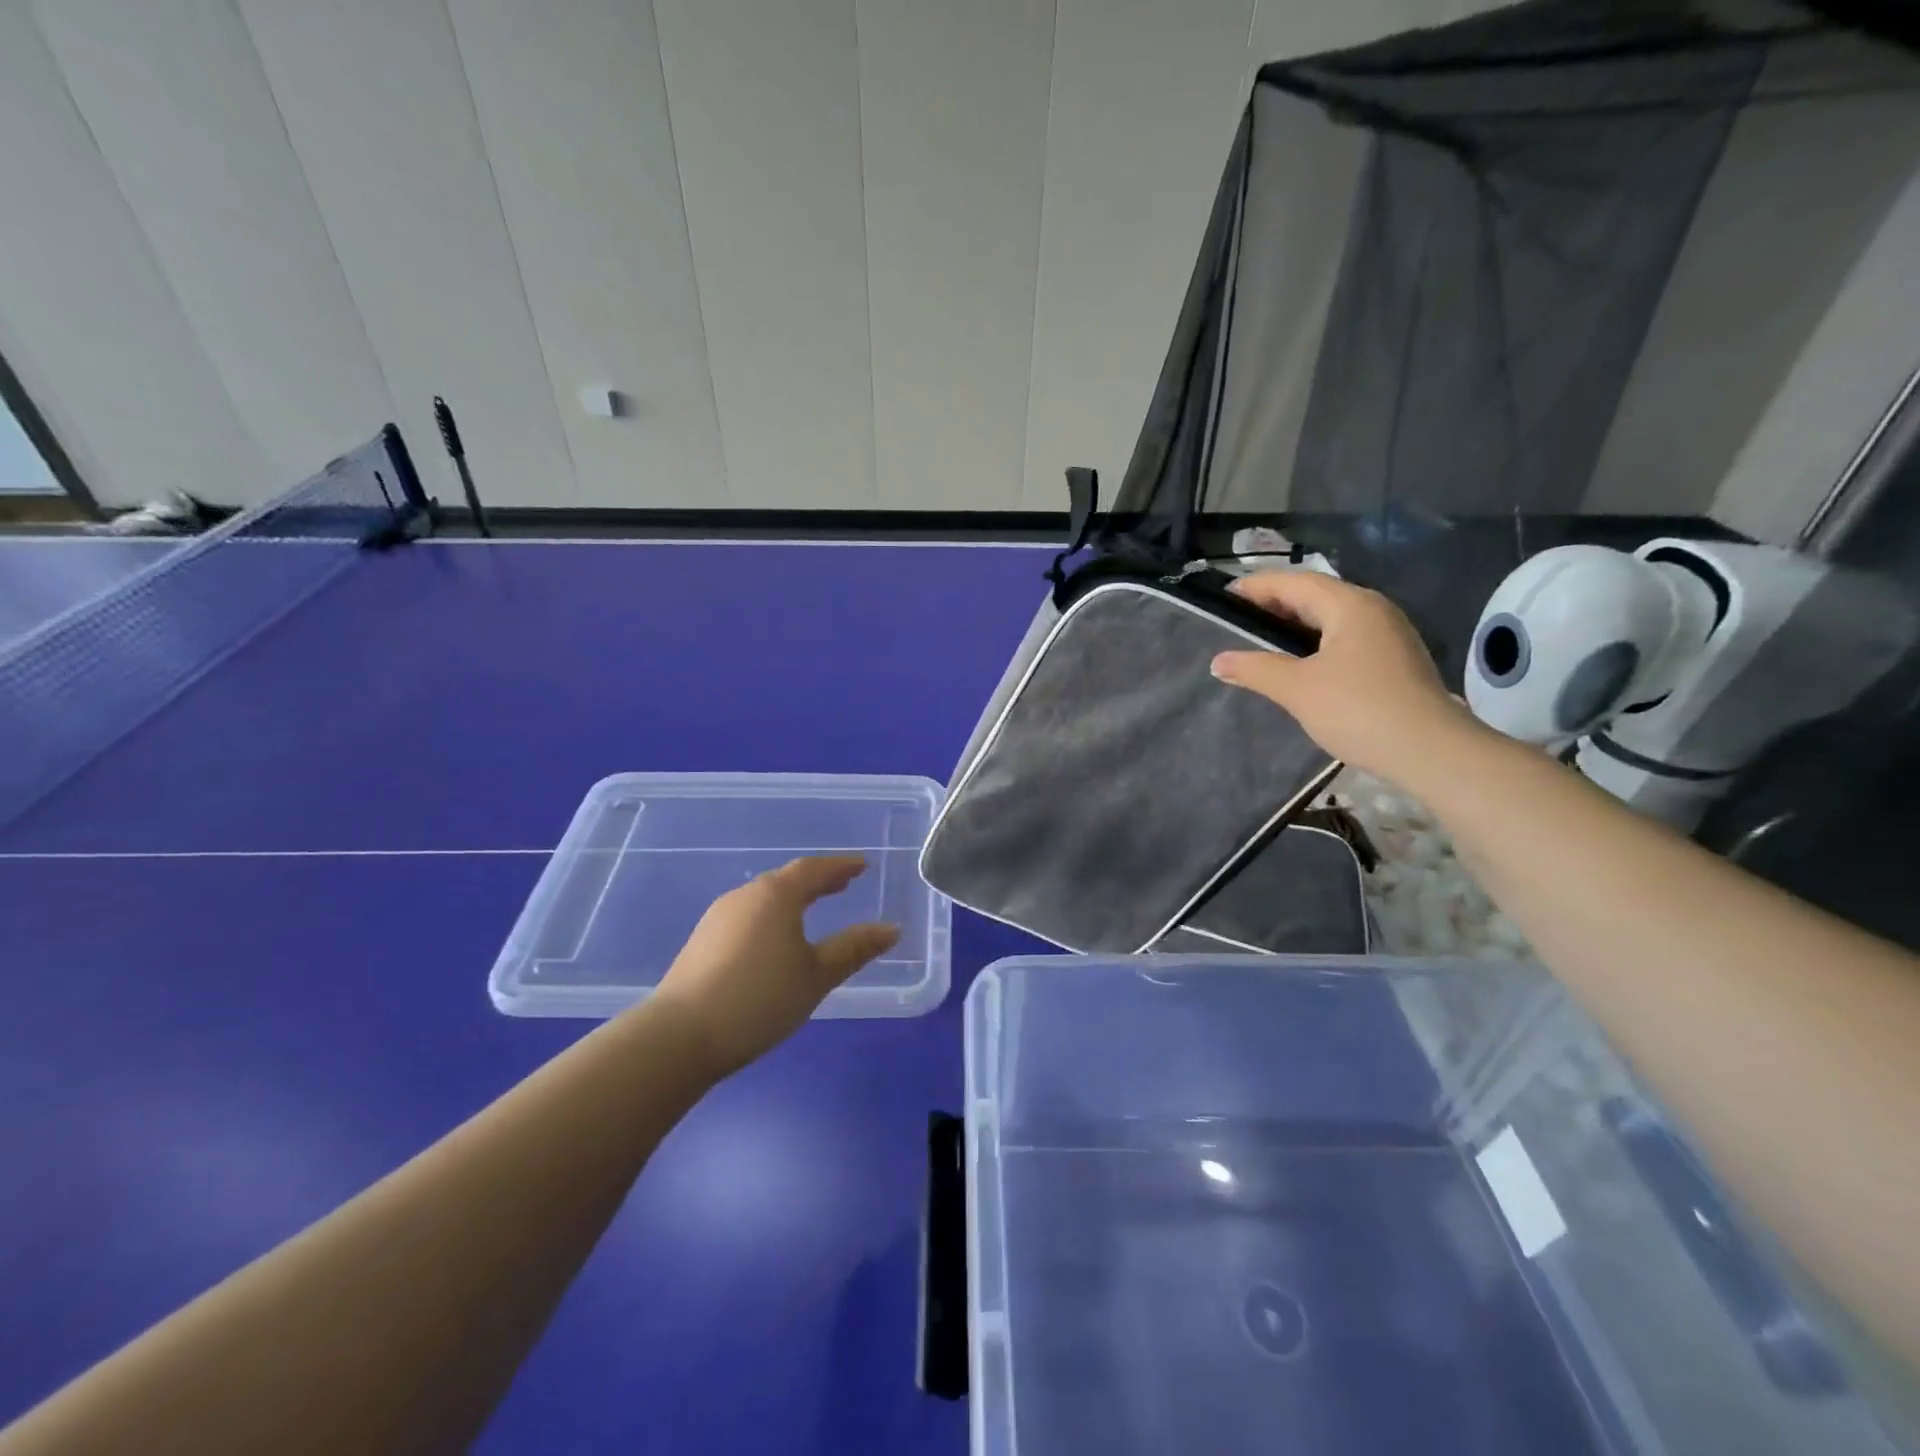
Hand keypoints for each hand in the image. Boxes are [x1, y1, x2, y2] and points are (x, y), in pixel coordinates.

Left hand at [650, 856, 899, 1077]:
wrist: (680, 1036)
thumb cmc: (759, 999)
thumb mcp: (816, 976)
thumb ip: (854, 949)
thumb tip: (891, 929)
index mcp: (777, 895)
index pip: (814, 870)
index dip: (841, 867)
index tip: (862, 867)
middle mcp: (746, 895)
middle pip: (787, 879)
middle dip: (817, 881)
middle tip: (842, 885)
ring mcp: (718, 917)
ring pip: (764, 897)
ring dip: (792, 899)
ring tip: (812, 910)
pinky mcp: (702, 941)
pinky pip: (747, 915)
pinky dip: (770, 916)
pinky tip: (774, 938)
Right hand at [1210, 571, 1482, 787]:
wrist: (1431, 752)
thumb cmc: (1359, 710)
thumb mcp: (1297, 689)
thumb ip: (1255, 670)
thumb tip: (1218, 661)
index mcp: (1350, 605)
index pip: (1294, 582)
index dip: (1256, 587)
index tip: (1223, 598)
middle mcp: (1373, 610)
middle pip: (1314, 595)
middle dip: (1273, 604)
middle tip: (1235, 621)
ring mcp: (1388, 635)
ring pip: (1331, 618)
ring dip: (1294, 625)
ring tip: (1259, 642)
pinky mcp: (1393, 660)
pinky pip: (1344, 638)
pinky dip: (1314, 642)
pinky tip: (1298, 664)